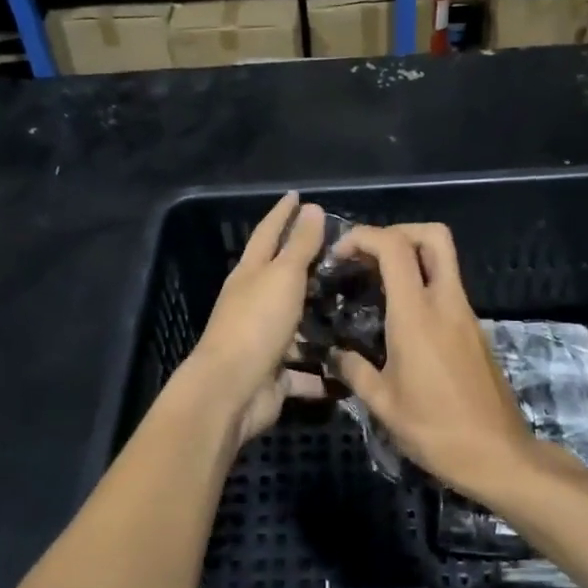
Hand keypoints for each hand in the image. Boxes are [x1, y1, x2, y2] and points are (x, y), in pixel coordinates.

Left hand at [185, 192, 327, 446]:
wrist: (230, 391)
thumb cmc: (256, 324)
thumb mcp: (282, 277)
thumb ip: (299, 245)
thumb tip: (310, 207)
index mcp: (250, 274)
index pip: (268, 233)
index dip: (283, 214)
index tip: (298, 196)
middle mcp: (254, 304)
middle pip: (282, 279)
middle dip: (307, 268)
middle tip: (343, 256)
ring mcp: (263, 341)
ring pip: (297, 326)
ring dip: (320, 322)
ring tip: (356, 312)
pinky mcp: (274, 375)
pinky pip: (305, 371)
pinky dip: (324, 372)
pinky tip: (351, 368)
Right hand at [329, 223, 539, 501]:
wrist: (498, 455)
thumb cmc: (435, 429)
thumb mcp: (383, 404)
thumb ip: (354, 371)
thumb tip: (334, 355)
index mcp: (418, 314)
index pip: (394, 247)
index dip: (364, 236)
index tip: (339, 253)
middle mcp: (446, 303)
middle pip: (434, 236)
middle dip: (398, 231)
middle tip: (369, 256)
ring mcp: (466, 314)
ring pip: (444, 261)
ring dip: (411, 258)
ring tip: (377, 285)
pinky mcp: (475, 330)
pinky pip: (448, 289)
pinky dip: (423, 285)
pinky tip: (401, 319)